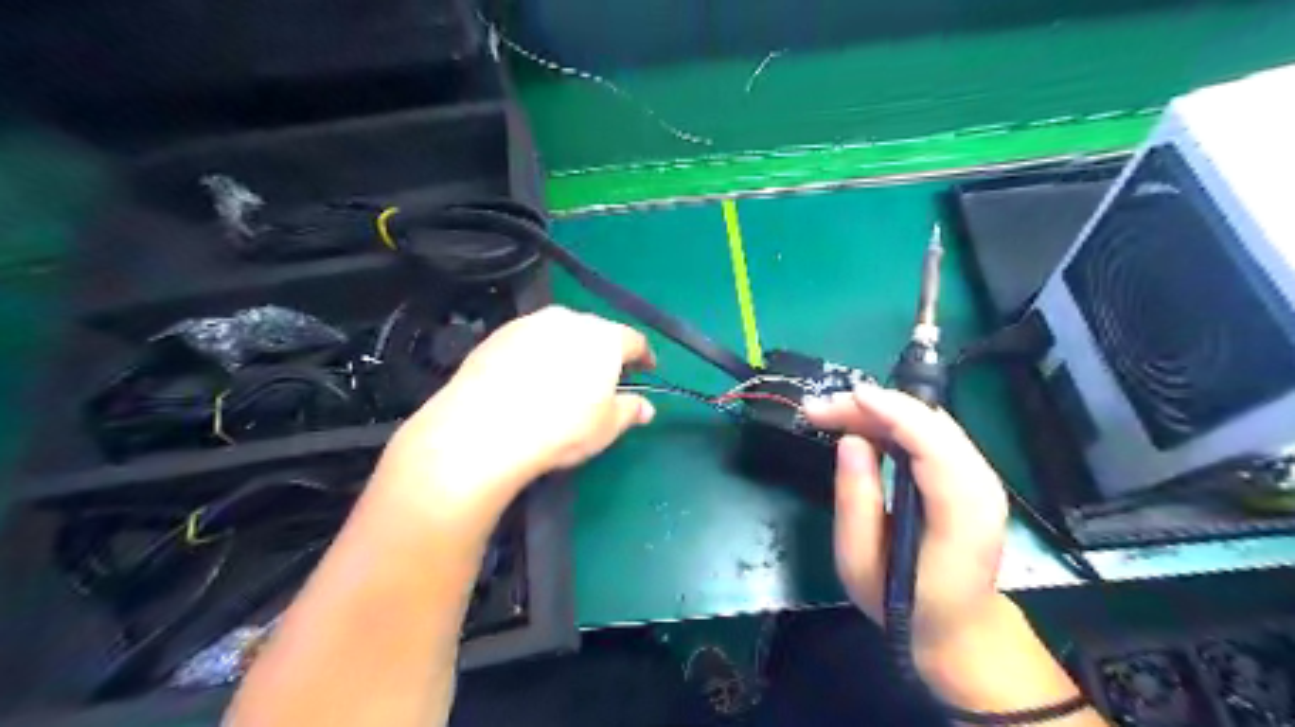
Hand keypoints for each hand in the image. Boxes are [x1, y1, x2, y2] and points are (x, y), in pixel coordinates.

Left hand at [374, 306, 657, 521]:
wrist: (486, 428)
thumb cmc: (560, 428)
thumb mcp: (606, 427)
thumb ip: (630, 410)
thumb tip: (645, 408)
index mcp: (604, 338)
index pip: (634, 340)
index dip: (643, 356)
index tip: (646, 369)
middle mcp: (570, 319)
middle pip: (596, 331)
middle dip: (603, 352)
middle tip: (602, 378)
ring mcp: (530, 322)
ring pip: (560, 332)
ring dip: (568, 350)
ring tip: (563, 380)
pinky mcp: (498, 333)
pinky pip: (530, 340)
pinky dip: (537, 354)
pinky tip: (528, 380)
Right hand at [800, 387, 1011, 670]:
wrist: (958, 629)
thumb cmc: (904, 604)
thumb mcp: (861, 564)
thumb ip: (856, 501)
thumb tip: (850, 441)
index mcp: (961, 513)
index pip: (933, 444)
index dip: (892, 412)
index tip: (848, 397)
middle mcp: (981, 485)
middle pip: (930, 423)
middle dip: (873, 406)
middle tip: (820, 410)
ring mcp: (980, 477)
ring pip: (929, 422)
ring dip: (879, 411)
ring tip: (831, 414)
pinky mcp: (968, 474)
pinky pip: (930, 433)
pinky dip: (892, 422)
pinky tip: (860, 425)